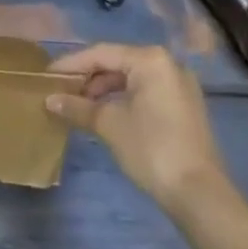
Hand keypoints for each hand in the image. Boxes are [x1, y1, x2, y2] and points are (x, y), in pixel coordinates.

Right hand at [47, 43, 231, 212]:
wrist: (200, 195)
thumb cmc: (151, 148)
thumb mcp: (109, 125)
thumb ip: (77, 107)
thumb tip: (50, 100)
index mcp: (150, 59)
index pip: (101, 54)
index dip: (71, 64)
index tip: (47, 75)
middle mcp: (168, 63)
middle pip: (117, 63)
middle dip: (88, 78)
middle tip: (62, 92)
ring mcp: (180, 85)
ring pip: (132, 79)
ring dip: (105, 91)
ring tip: (80, 106)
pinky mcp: (185, 106)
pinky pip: (146, 92)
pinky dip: (124, 99)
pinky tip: (106, 115)